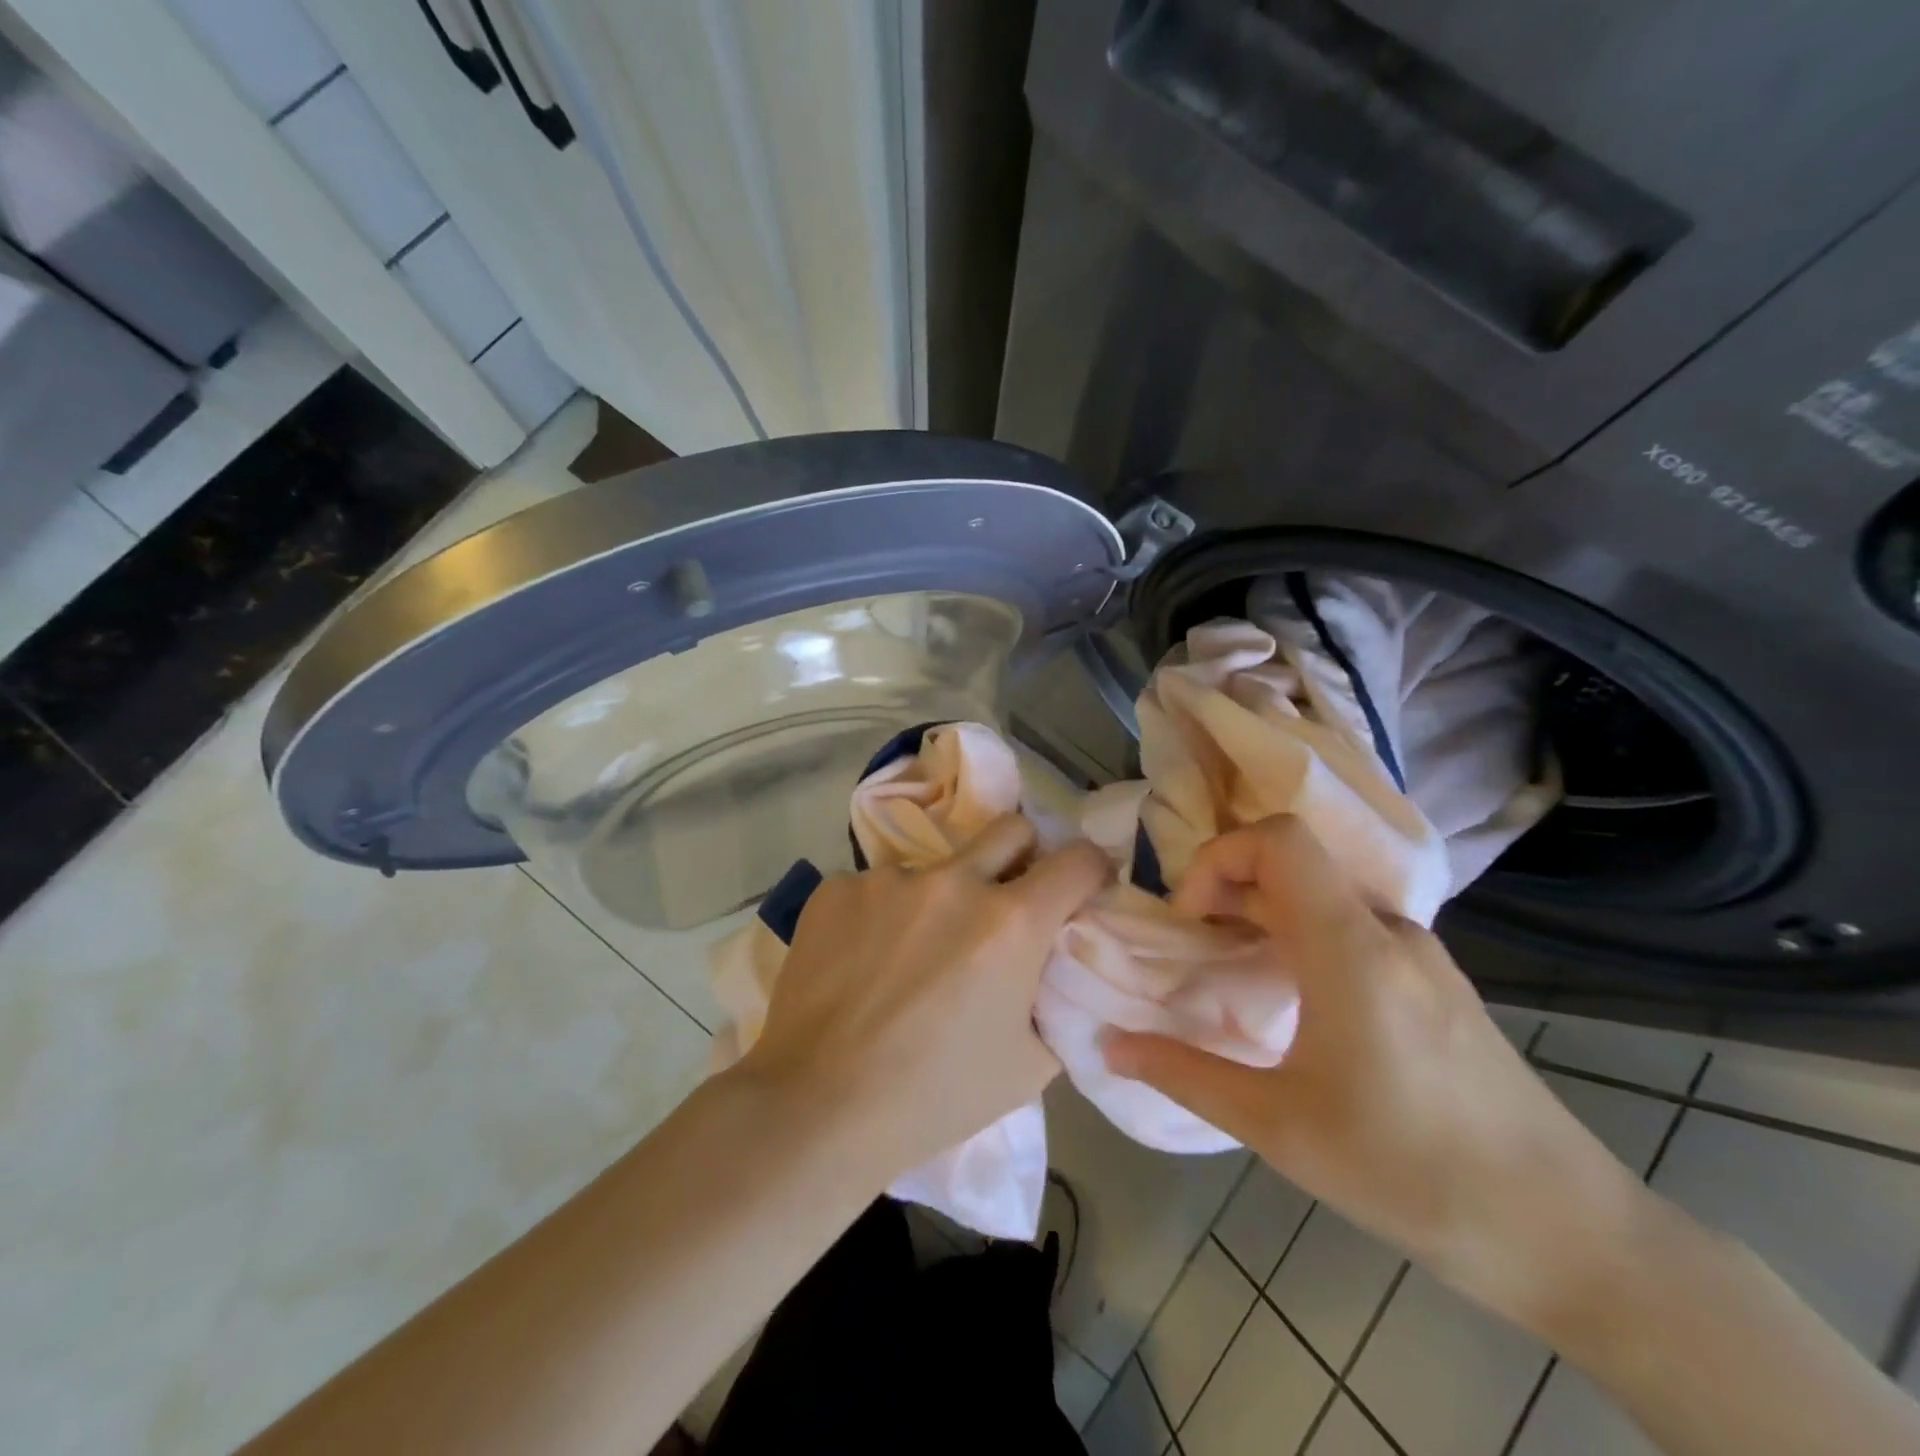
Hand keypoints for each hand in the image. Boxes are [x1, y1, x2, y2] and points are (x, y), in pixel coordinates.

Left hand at [736, 814, 1111, 1183]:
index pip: (1077, 860)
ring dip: (941, 899)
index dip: (1090, 870)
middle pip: (1010, 829)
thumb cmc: (935, 1097)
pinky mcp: (838, 888)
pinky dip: (884, 915)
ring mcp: (889, 879)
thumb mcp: (1030, 1065)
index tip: (1081, 889)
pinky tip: (862, 962)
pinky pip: (878, 888)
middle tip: (1006, 900)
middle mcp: (953, 882)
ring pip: (936, 868)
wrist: (817, 1106)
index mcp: (1010, 922)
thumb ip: (1052, 1000)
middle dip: (1023, 856)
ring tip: (911, 955)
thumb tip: (1050, 968)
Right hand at [1103, 816, 1650, 1326]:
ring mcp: (1421, 952)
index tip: (1190, 921)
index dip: (1217, 859)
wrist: (1568, 1236)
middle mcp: (1388, 930)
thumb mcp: (1278, 1128)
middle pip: (1294, 861)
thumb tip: (1109, 1045)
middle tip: (1196, 949)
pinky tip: (1295, 1002)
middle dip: (1228, 888)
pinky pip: (1353, 926)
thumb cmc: (1410, 1174)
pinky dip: (1302, 936)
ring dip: (1264, 914)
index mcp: (1350, 947)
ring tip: (1234, 973)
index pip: (1278, 839)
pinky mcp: (1438, 980)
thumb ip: (1184, 1073)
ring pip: (1323, 893)